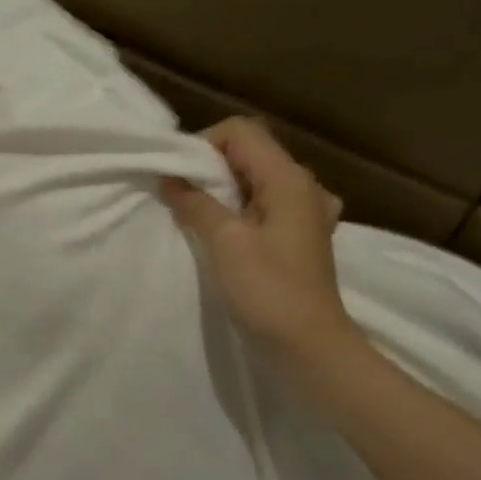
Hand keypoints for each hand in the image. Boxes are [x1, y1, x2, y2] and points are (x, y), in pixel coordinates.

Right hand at [162, 117, 348, 348]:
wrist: (309, 347)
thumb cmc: (268, 292)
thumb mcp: (226, 243)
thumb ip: (197, 204)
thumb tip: (171, 178)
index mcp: (289, 178)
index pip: (240, 132)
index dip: (203, 144)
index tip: (177, 176)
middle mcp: (303, 186)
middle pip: (250, 153)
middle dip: (209, 168)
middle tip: (180, 197)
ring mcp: (306, 212)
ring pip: (256, 181)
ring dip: (223, 191)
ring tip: (198, 217)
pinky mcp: (300, 237)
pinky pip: (265, 207)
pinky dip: (241, 211)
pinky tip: (229, 234)